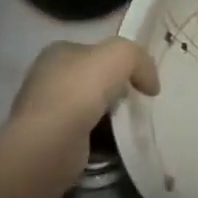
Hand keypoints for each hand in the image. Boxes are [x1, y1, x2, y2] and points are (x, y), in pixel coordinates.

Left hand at [2, 39, 160, 179]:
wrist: (50, 144)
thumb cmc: (80, 91)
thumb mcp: (120, 55)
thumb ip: (139, 59)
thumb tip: (150, 85)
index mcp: (58, 52)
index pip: (96, 52)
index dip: (120, 63)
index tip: (141, 81)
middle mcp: (48, 78)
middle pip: (94, 81)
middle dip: (117, 92)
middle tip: (139, 104)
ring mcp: (47, 111)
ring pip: (91, 109)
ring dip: (112, 118)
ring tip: (133, 127)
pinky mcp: (51, 141)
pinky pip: (86, 135)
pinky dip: (103, 140)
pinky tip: (118, 145)